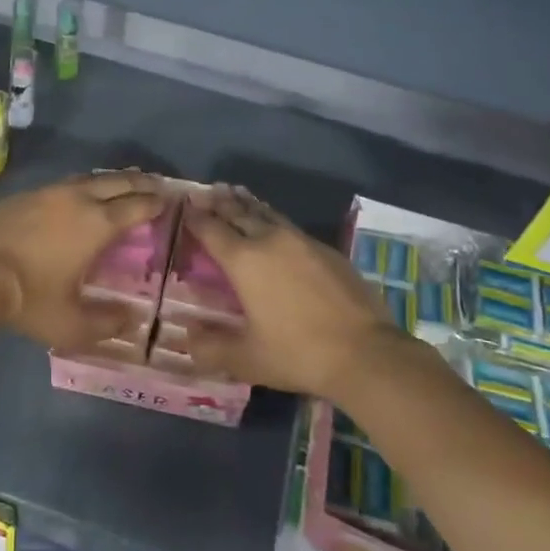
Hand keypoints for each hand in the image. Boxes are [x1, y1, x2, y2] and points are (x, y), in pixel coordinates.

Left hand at [0, 171, 168, 355]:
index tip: (170, 201)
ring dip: (112, 180)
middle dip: (140, 182)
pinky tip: (79, 194)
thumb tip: (131, 319)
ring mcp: (48, 192)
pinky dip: (84, 185)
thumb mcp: (70, 323)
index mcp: (97, 224)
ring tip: (122, 184)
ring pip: (90, 178)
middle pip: (117, 182)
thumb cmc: (26, 298)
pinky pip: (66, 183)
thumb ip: (105, 324)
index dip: (156, 203)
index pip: (136, 206)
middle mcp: (77, 199)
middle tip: (156, 185)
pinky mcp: (25, 195)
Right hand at [178, 186, 396, 398]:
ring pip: (266, 213)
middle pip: (238, 212)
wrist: (364, 352)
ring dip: (246, 203)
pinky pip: (289, 225)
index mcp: (244, 261)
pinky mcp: (326, 249)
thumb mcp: (246, 359)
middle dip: (219, 202)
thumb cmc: (297, 354)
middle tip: (205, 191)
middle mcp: (270, 240)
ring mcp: (301, 241)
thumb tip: (188, 335)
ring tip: (235, 193)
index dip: (195, 217)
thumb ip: (211, 347)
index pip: (211, 229)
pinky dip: (271, 218)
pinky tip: (273, 223)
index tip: (184, 206)